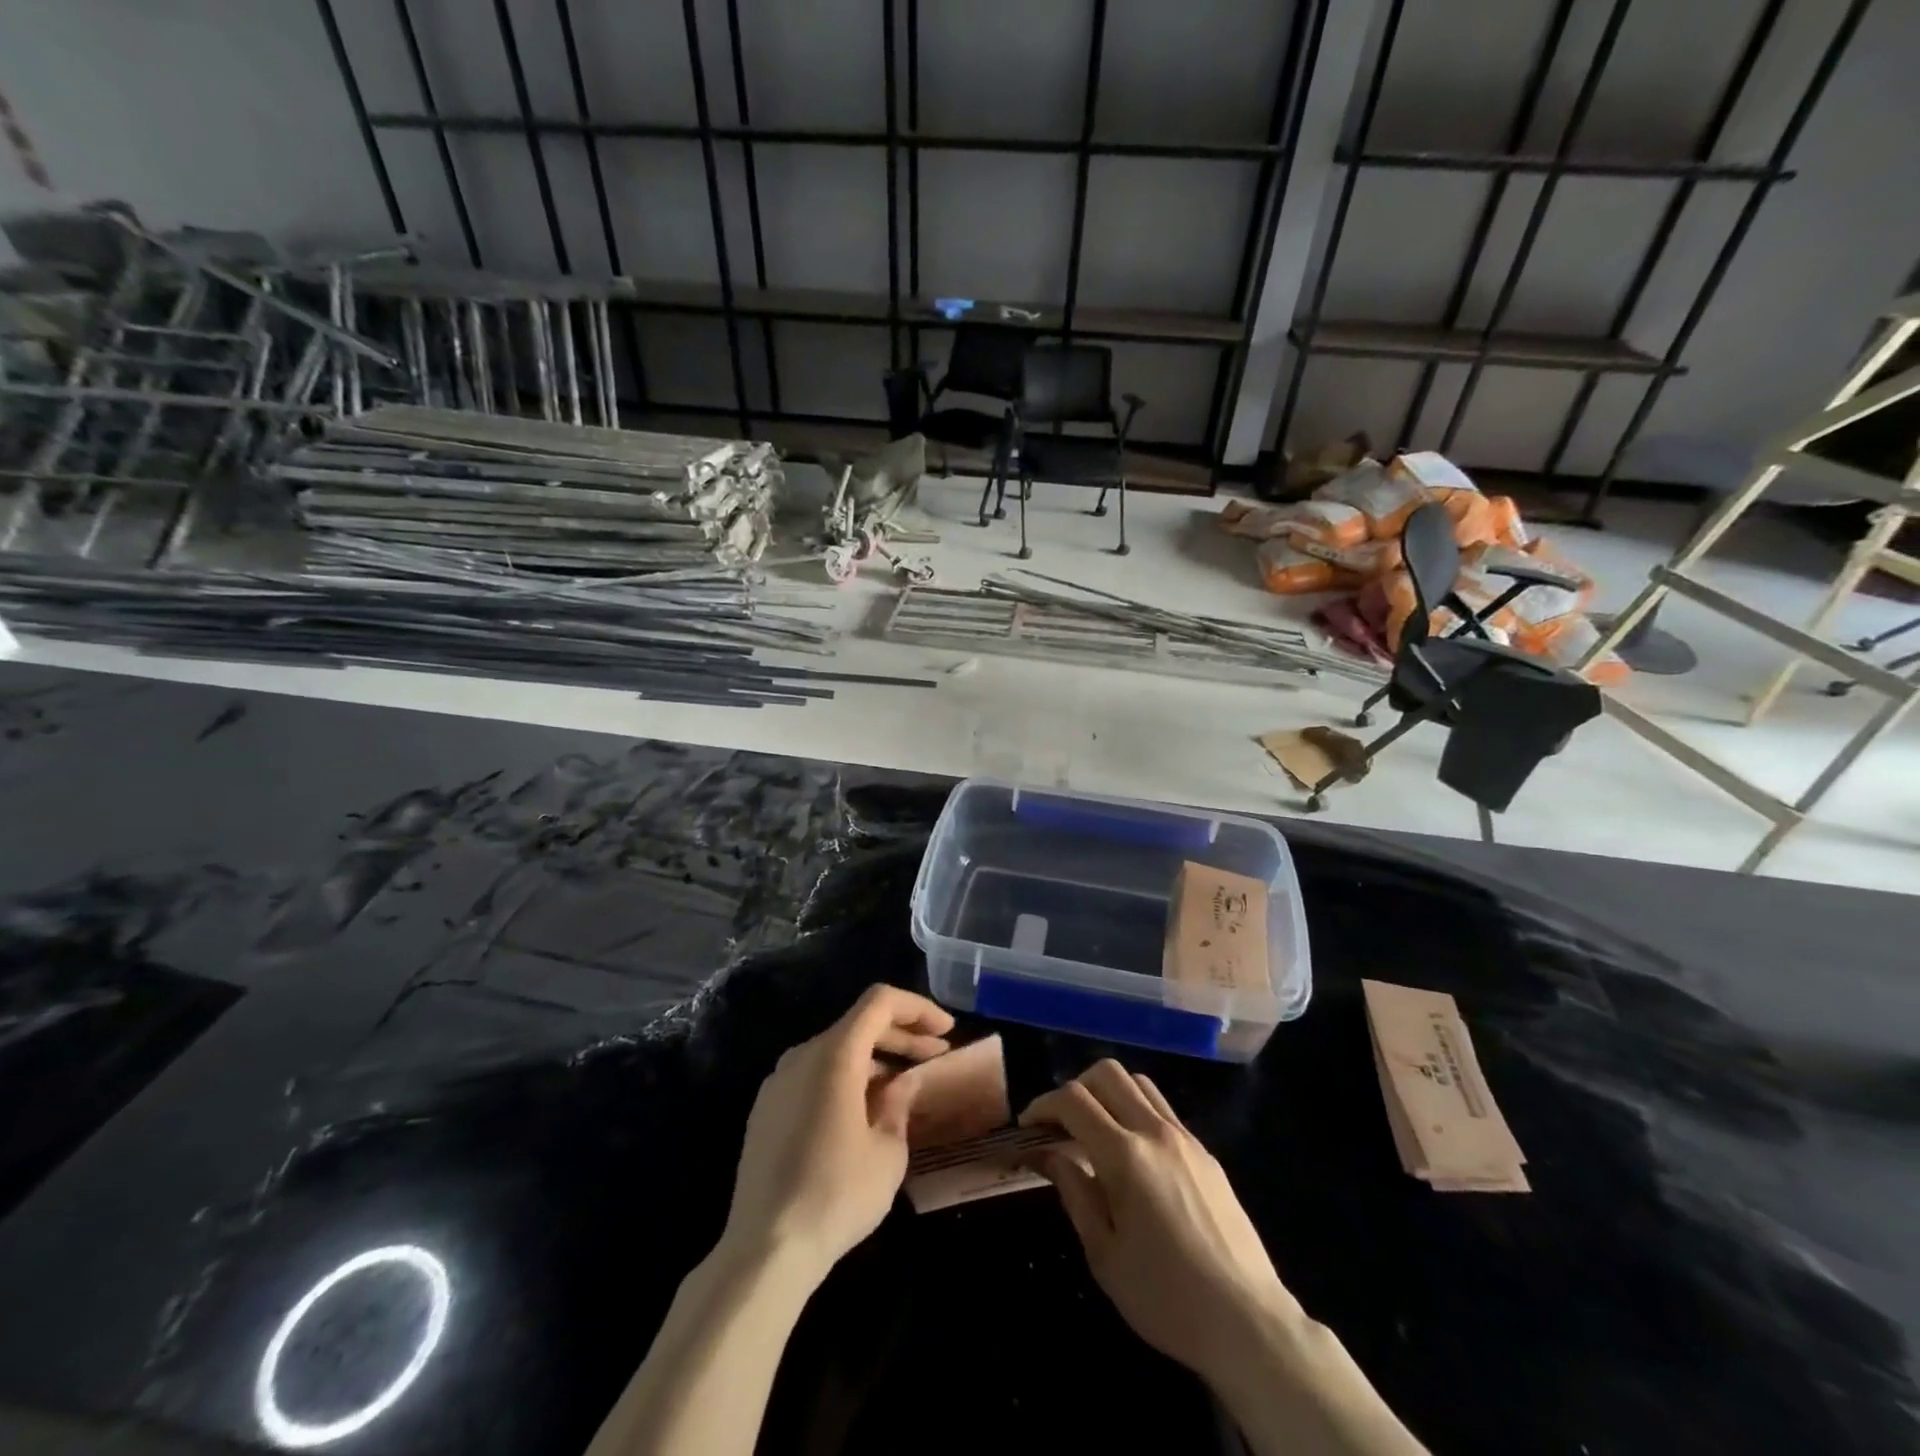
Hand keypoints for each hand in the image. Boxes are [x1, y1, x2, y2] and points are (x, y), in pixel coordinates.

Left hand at [721, 984, 953, 1283]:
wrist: (765, 1250)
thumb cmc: (836, 1195)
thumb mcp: (888, 1151)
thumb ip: (898, 1104)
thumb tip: (900, 1084)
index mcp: (834, 1055)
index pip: (880, 1003)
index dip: (918, 1008)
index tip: (947, 1030)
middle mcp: (802, 1055)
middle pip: (858, 1024)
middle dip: (902, 1034)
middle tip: (936, 1053)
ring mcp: (778, 1082)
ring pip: (836, 1050)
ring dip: (875, 1058)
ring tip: (905, 1085)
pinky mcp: (766, 1110)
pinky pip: (814, 1075)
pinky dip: (846, 1078)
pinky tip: (865, 1110)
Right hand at [1020, 1059, 1301, 1388]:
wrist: (1247, 1322)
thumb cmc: (1166, 1298)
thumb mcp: (1104, 1255)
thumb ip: (1074, 1192)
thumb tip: (1050, 1153)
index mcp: (1126, 1156)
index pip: (1073, 1100)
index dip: (1043, 1105)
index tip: (1028, 1128)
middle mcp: (1155, 1132)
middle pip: (1107, 1073)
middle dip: (1074, 1088)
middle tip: (1060, 1124)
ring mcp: (1185, 1138)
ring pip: (1138, 1082)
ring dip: (1108, 1093)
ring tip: (1095, 1130)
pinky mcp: (1205, 1152)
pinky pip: (1162, 1108)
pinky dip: (1136, 1110)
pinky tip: (1132, 1152)